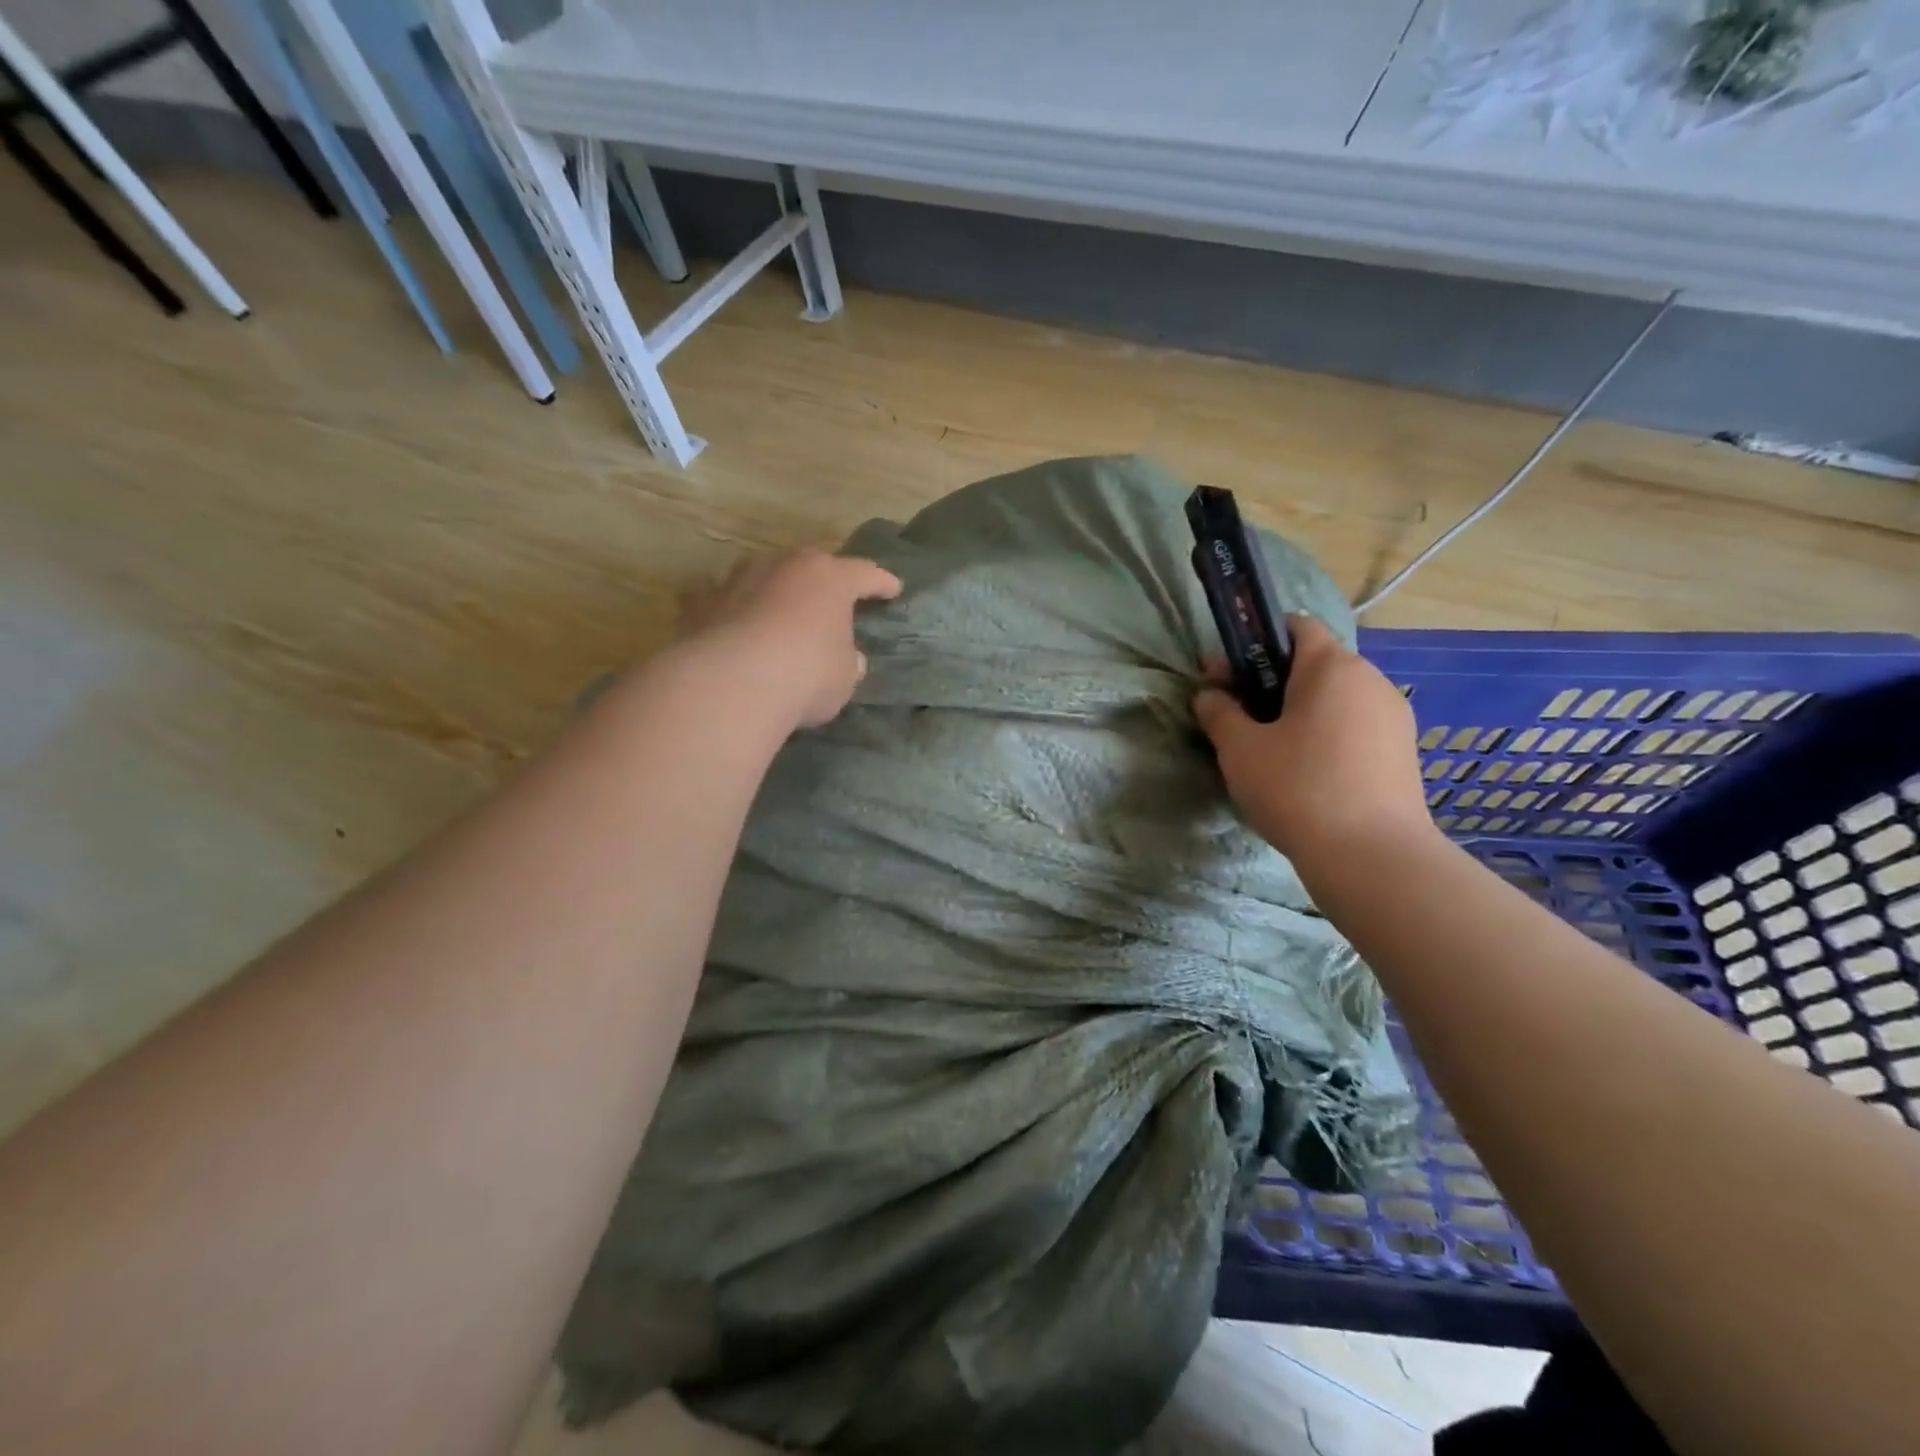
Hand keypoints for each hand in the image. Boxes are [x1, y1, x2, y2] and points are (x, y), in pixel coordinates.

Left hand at [678, 550, 902, 727]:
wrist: (732, 683)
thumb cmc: (806, 675)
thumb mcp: (844, 676)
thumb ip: (847, 661)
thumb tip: (846, 657)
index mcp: (830, 578)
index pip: (865, 574)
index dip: (882, 583)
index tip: (894, 589)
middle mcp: (785, 566)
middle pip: (812, 564)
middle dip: (824, 580)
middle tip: (833, 597)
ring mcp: (739, 578)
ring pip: (766, 575)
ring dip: (777, 590)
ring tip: (782, 610)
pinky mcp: (704, 601)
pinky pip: (724, 599)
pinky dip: (733, 608)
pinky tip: (733, 622)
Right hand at [1193, 616, 1434, 874]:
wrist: (1372, 857)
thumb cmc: (1297, 789)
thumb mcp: (1239, 749)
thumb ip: (1219, 712)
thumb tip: (1209, 695)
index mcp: (1332, 667)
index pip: (1296, 626)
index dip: (1257, 642)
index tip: (1229, 675)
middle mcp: (1371, 680)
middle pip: (1315, 664)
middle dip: (1273, 682)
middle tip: (1239, 718)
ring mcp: (1394, 717)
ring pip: (1336, 699)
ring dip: (1300, 712)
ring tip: (1272, 752)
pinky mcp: (1403, 752)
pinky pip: (1355, 728)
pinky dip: (1327, 737)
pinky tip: (1307, 775)